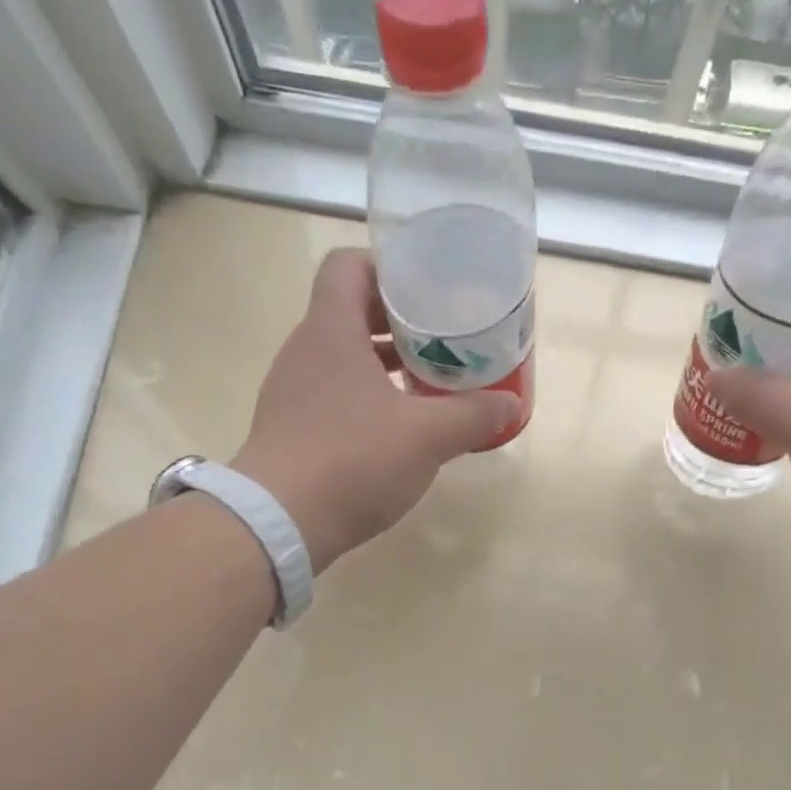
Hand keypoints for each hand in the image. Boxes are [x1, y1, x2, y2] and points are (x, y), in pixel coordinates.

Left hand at [230, 249, 520, 572]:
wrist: (279, 523)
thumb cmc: (353, 460)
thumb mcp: (427, 437)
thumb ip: (472, 415)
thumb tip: (511, 404)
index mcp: (331, 330)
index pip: (348, 266)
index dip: (386, 268)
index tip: (425, 290)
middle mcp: (304, 351)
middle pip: (349, 312)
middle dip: (397, 322)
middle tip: (441, 339)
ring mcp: (291, 392)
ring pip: (341, 358)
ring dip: (381, 364)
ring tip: (426, 383)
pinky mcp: (290, 429)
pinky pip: (331, 395)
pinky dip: (364, 399)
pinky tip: (394, 429)